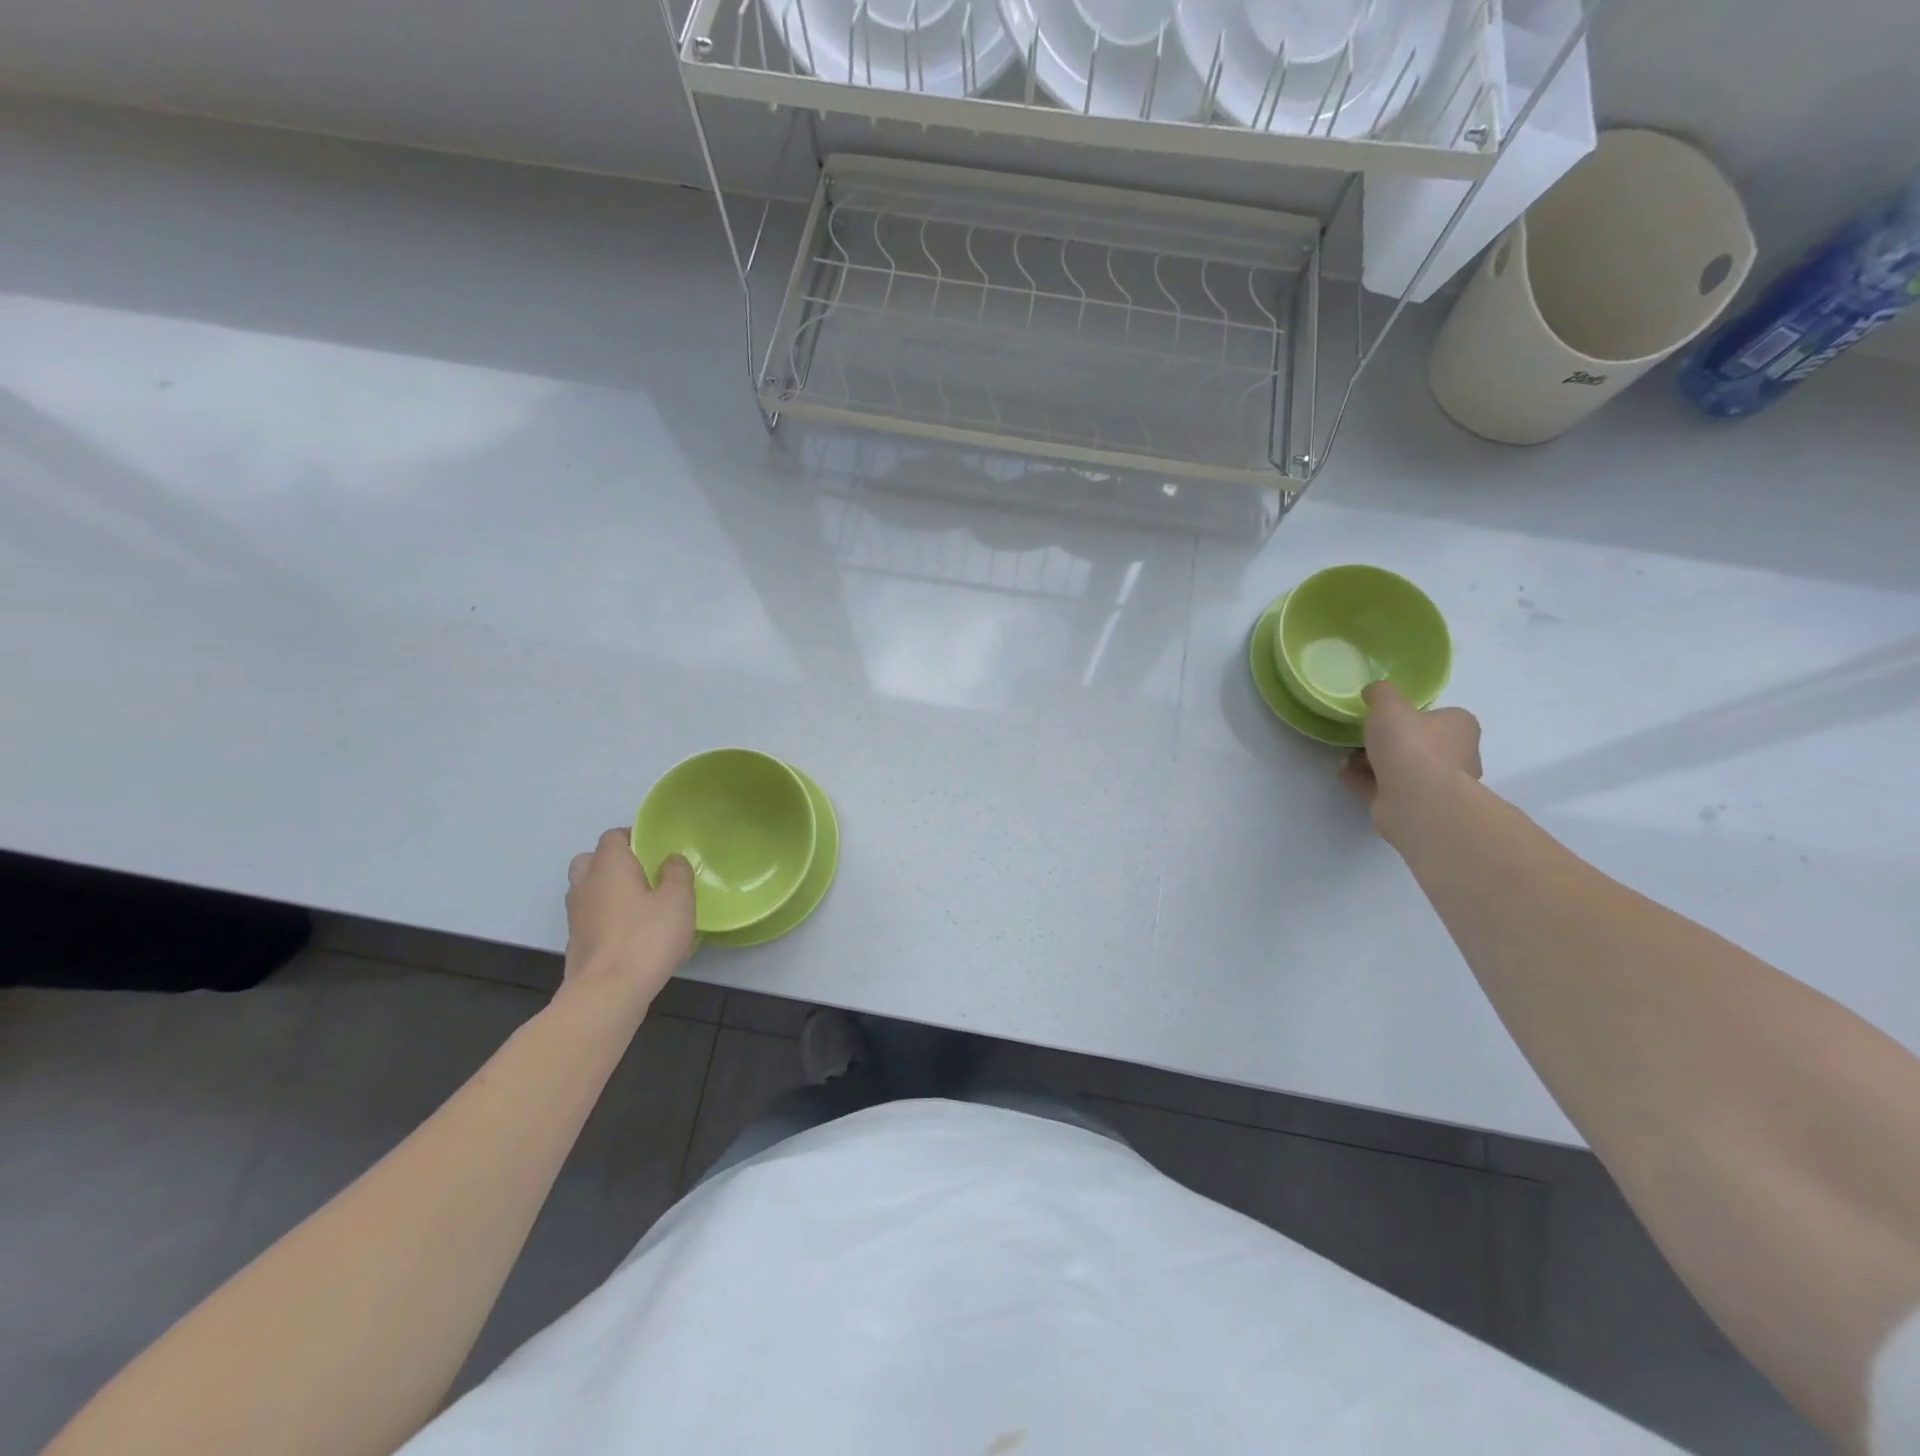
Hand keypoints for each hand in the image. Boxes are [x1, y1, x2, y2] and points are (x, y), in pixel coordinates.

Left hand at [562, 829, 696, 1011]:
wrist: (607, 994)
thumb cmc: (646, 938)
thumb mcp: (677, 901)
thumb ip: (677, 874)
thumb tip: (670, 860)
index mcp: (608, 866)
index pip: (613, 836)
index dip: (634, 837)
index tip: (656, 849)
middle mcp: (585, 884)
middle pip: (591, 860)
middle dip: (614, 862)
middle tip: (643, 875)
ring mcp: (576, 915)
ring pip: (588, 890)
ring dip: (608, 891)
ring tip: (640, 906)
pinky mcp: (576, 942)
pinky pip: (591, 917)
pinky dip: (606, 918)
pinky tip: (631, 934)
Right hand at [1339, 682, 1482, 840]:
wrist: (1417, 800)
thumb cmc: (1410, 745)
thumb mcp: (1389, 706)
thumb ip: (1381, 693)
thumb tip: (1374, 691)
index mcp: (1460, 728)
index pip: (1439, 717)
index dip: (1411, 716)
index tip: (1384, 717)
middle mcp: (1457, 756)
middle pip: (1418, 744)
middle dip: (1387, 742)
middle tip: (1360, 737)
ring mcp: (1437, 785)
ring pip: (1400, 768)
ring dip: (1371, 762)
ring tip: (1344, 757)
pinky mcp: (1416, 806)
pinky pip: (1386, 788)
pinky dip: (1364, 780)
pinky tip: (1344, 773)